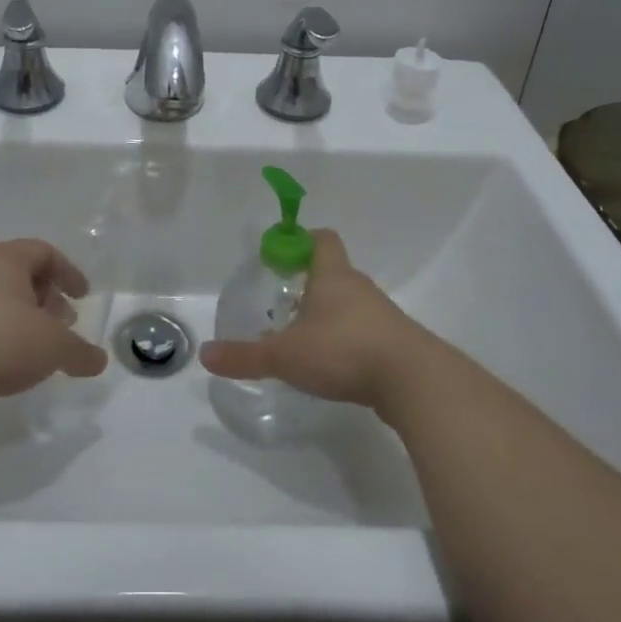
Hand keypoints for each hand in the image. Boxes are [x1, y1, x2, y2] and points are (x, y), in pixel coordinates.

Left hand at [0, 239, 107, 411]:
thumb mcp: (52, 347)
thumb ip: (80, 352)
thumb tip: (99, 361)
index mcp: (5, 258)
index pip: (44, 252)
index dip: (68, 272)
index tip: (83, 296)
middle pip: (20, 273)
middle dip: (47, 296)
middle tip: (63, 322)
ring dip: (23, 316)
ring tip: (37, 345)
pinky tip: (6, 360)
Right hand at [200, 229, 431, 414]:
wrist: (415, 382)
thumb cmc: (344, 350)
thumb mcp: (286, 356)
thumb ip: (246, 356)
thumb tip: (205, 355)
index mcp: (333, 276)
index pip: (322, 239)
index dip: (302, 240)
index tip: (283, 254)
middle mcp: (359, 288)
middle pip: (334, 273)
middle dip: (310, 285)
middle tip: (284, 304)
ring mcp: (382, 316)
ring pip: (351, 305)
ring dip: (330, 316)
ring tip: (305, 340)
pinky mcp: (396, 345)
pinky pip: (366, 333)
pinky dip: (349, 342)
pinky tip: (334, 367)